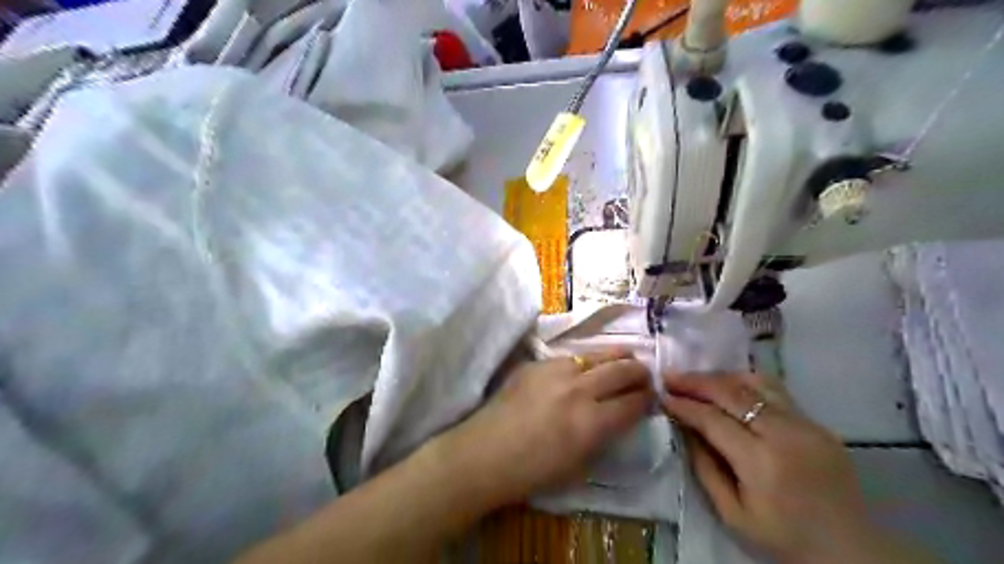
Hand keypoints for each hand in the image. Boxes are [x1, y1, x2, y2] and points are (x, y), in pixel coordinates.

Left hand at [438, 352, 650, 506]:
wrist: (485, 453)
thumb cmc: (532, 472)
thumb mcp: (579, 465)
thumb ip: (603, 436)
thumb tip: (619, 415)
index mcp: (592, 423)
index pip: (633, 403)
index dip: (647, 399)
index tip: (651, 397)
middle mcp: (579, 390)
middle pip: (621, 370)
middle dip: (639, 372)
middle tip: (644, 374)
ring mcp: (556, 371)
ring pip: (597, 355)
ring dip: (616, 357)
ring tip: (624, 358)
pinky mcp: (536, 363)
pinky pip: (568, 358)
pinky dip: (583, 362)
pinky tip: (582, 368)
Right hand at [664, 374, 881, 563]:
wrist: (851, 551)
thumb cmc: (784, 538)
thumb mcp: (732, 514)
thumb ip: (704, 468)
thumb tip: (685, 428)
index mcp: (762, 462)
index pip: (713, 419)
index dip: (684, 405)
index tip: (662, 396)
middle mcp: (785, 434)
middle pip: (732, 393)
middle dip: (696, 382)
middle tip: (670, 377)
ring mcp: (806, 424)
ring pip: (755, 383)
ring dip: (720, 377)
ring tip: (697, 379)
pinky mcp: (817, 423)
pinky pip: (775, 392)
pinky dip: (745, 384)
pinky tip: (729, 388)